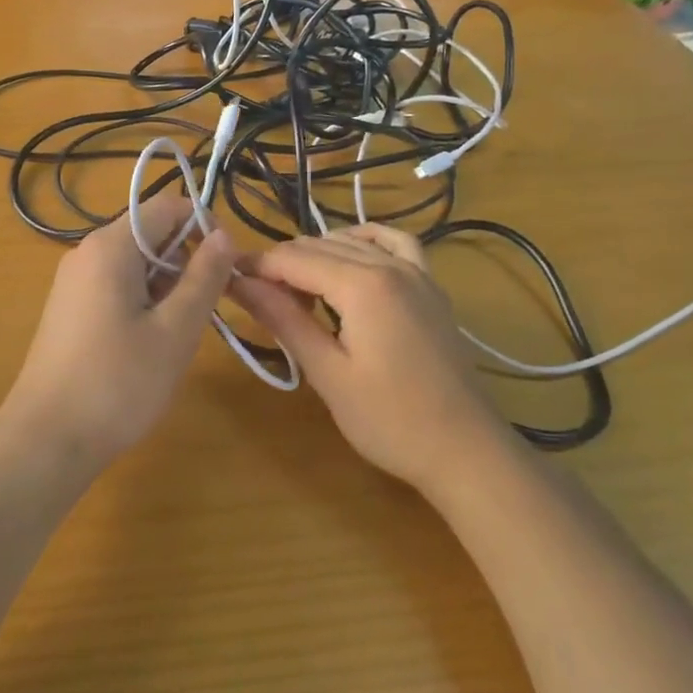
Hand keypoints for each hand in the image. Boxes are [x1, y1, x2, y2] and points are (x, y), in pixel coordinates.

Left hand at [0, 191, 237, 476]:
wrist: (46, 441)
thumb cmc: (118, 383)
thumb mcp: (176, 330)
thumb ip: (204, 277)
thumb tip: (223, 235)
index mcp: (111, 246)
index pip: (167, 207)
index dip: (204, 227)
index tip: (228, 267)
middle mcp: (87, 252)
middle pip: (149, 234)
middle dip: (185, 261)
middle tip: (206, 309)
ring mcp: (73, 281)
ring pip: (134, 263)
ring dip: (166, 286)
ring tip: (177, 334)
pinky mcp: (69, 308)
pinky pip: (115, 285)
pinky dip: (142, 301)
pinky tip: (149, 344)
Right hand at [232, 224, 499, 490]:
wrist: (466, 450)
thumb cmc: (391, 421)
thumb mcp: (328, 373)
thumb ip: (284, 319)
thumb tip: (239, 283)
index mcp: (362, 285)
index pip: (292, 259)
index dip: (256, 267)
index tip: (226, 279)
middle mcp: (390, 265)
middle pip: (318, 246)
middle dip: (281, 265)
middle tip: (255, 298)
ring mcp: (416, 271)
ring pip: (350, 241)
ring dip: (316, 257)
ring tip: (296, 293)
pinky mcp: (431, 285)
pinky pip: (394, 243)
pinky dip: (364, 242)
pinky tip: (349, 257)